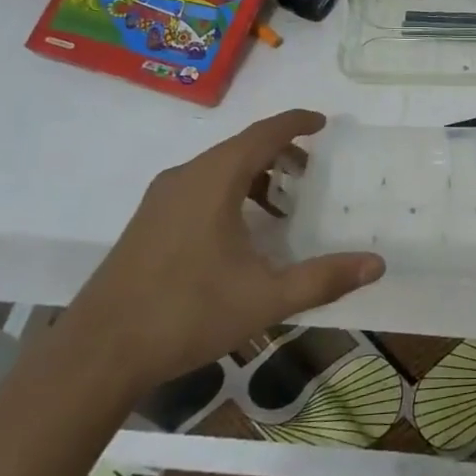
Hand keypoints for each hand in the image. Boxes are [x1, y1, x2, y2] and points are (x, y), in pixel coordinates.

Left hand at [64, 110, 383, 394]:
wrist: (98, 353)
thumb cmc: (187, 313)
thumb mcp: (265, 298)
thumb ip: (323, 278)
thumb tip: (377, 264)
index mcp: (214, 180)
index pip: (263, 133)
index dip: (296, 123)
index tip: (323, 122)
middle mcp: (186, 177)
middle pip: (241, 147)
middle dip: (280, 152)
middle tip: (310, 171)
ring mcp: (161, 199)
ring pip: (217, 168)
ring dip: (254, 174)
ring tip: (281, 204)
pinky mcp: (148, 222)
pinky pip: (198, 187)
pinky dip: (229, 191)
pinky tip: (239, 232)